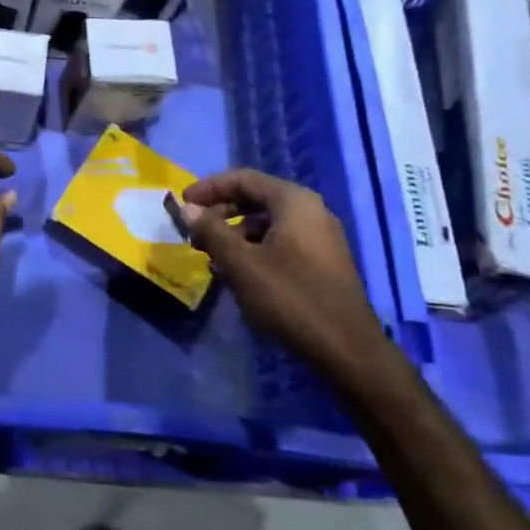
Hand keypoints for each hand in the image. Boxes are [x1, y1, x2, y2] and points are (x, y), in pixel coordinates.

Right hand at [178, 169, 388, 380]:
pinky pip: (281, 242)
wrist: (347, 350)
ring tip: (213, 257)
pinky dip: (255, 249)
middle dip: (221, 212)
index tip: (183, 203)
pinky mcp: (323, 262)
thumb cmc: (290, 298)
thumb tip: (187, 209)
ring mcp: (320, 237)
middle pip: (256, 198)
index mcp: (294, 201)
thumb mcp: (241, 263)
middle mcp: (311, 210)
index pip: (243, 178)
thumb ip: (211, 231)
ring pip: (268, 223)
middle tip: (195, 233)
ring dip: (236, 234)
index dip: (209, 188)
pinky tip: (239, 274)